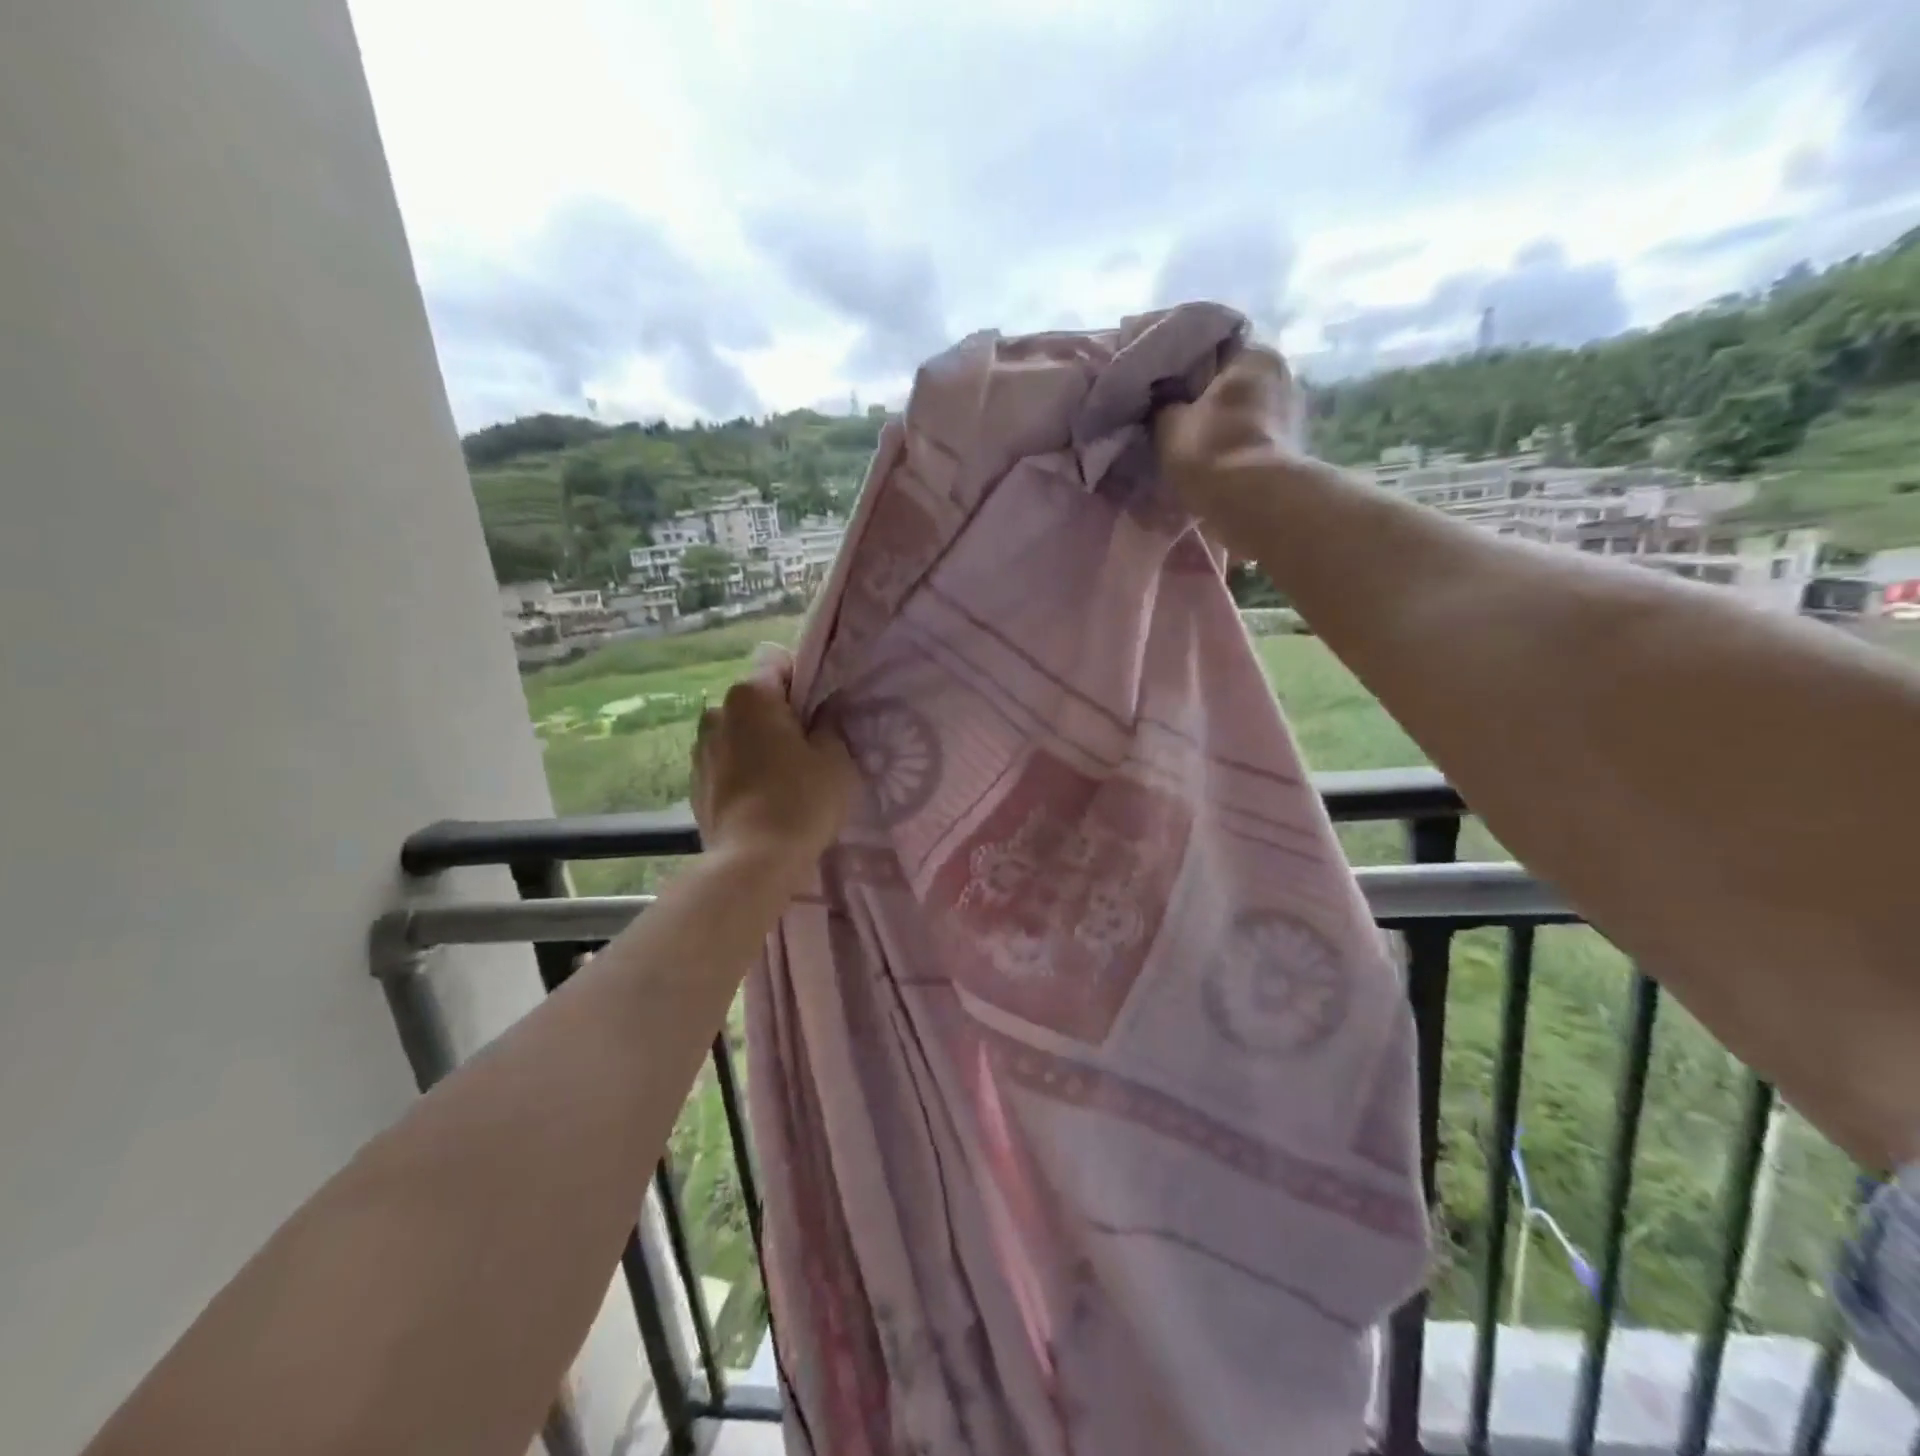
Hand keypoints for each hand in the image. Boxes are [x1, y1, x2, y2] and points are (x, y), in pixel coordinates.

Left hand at [691, 651, 856, 881]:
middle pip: (756, 700)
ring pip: (739, 733)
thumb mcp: (836, 758)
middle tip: (808, 749)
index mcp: (751, 696)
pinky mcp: (695, 785)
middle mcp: (717, 713)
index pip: (777, 661)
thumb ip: (830, 724)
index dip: (802, 678)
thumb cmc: (802, 800)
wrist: (754, 862)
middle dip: (779, 716)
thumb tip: (823, 711)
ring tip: (783, 779)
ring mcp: (700, 750)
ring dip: (758, 745)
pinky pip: (726, 764)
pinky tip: (763, 800)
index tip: (818, 710)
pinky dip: (743, 772)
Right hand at [1154, 345, 1307, 558]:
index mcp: (1252, 354)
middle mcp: (1278, 373)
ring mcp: (1289, 411)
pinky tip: (1210, 455)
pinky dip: (1231, 441)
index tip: (1159, 379)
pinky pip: (1249, 435)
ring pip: (1241, 408)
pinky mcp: (1288, 447)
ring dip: (1218, 420)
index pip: (1212, 343)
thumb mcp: (1168, 422)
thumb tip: (1160, 397)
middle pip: (1229, 378)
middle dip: (1202, 393)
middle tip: (1170, 410)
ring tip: (1188, 436)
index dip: (1181, 360)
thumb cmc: (1210, 450)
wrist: (1254, 504)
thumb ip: (1162, 403)